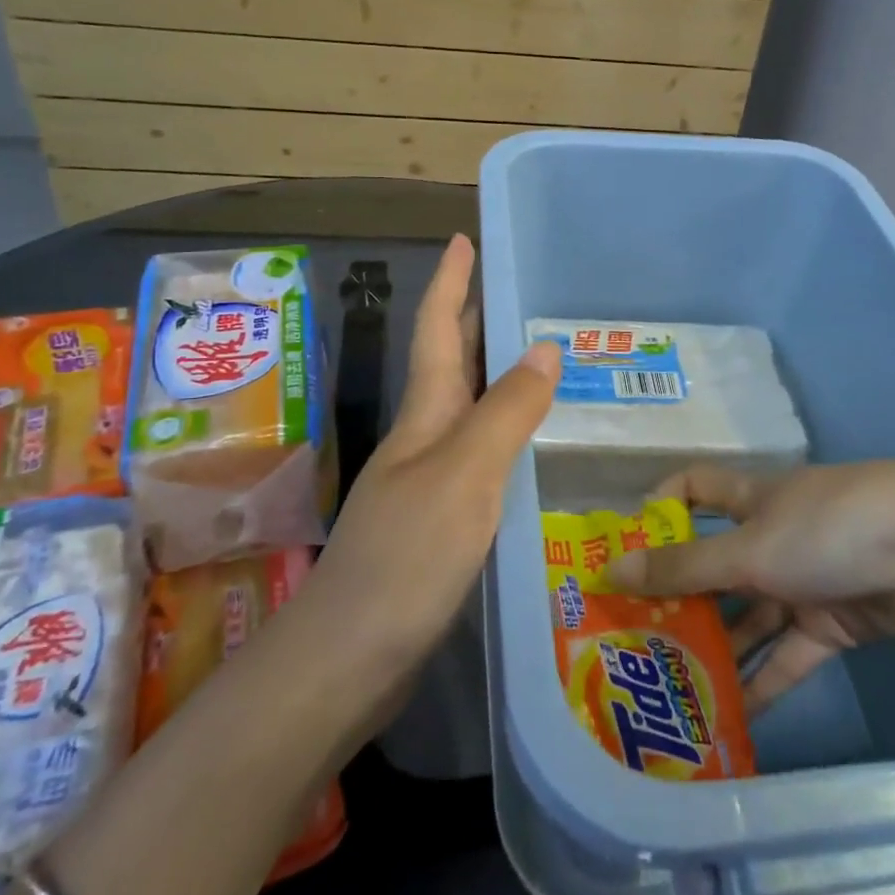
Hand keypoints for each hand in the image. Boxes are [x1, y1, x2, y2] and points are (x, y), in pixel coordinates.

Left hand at [298, 234, 558, 687]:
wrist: (351, 656)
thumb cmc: (408, 554)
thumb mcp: (465, 474)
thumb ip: (506, 411)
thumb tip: (543, 346)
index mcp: (425, 414)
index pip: (436, 329)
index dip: (449, 281)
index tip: (463, 238)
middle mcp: (424, 437)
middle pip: (449, 362)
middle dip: (472, 318)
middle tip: (513, 288)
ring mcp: (428, 480)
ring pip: (467, 408)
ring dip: (494, 375)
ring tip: (540, 357)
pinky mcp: (440, 519)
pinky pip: (480, 455)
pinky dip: (505, 433)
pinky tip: (532, 445)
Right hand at [607, 461, 894, 709]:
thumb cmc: (829, 528)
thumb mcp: (750, 549)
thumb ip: (685, 567)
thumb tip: (610, 568)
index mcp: (750, 500)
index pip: (694, 489)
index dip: (660, 510)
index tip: (625, 550)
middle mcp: (771, 537)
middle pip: (715, 564)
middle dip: (680, 598)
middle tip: (635, 640)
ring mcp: (804, 581)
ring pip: (749, 616)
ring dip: (717, 647)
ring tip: (670, 686)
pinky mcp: (836, 624)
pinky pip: (788, 655)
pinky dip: (763, 681)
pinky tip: (729, 717)